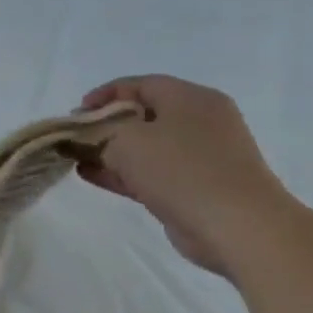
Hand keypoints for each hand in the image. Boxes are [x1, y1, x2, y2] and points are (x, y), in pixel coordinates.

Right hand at [79, 75, 297, 276]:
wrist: (237, 227)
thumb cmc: (181, 169)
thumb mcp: (127, 139)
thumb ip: (101, 130)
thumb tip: (89, 132)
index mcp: (191, 99)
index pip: (140, 84)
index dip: (104, 94)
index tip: (76, 111)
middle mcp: (200, 122)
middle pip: (142, 115)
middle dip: (104, 125)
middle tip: (75, 136)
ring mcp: (200, 157)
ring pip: (145, 147)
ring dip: (109, 152)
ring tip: (76, 158)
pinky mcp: (195, 188)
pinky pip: (151, 172)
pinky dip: (122, 172)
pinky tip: (91, 176)